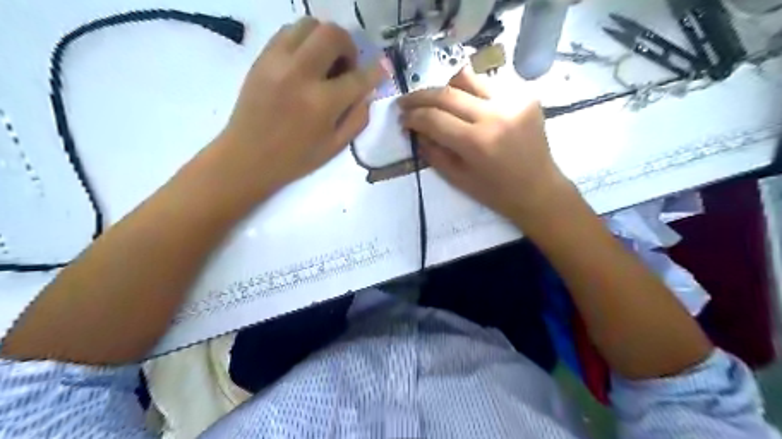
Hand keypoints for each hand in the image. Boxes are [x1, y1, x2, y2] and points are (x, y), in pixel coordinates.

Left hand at [212, 17, 383, 199]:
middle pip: (333, 35)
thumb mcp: (335, 146)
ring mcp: (277, 62)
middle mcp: (300, 74)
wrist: (247, 157)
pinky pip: (288, 32)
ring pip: (309, 25)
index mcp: (322, 103)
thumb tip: (367, 92)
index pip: (358, 77)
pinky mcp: (262, 58)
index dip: (376, 72)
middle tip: (346, 67)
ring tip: (324, 62)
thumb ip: (358, 117)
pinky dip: (304, 40)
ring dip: (325, 39)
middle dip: (349, 46)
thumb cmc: (295, 158)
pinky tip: (305, 62)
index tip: (382, 69)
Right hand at [400, 68, 571, 225]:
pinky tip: (467, 105)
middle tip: (406, 102)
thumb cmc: (496, 193)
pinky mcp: (526, 95)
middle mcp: (495, 114)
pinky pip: (489, 84)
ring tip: (437, 101)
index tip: (402, 119)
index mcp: (477, 142)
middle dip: (420, 96)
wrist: (539, 189)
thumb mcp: (457, 179)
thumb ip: (433, 152)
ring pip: (468, 78)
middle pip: (447, 93)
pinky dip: (471, 92)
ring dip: (445, 88)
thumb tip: (415, 129)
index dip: (412, 116)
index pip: (434, 118)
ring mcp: (514, 100)